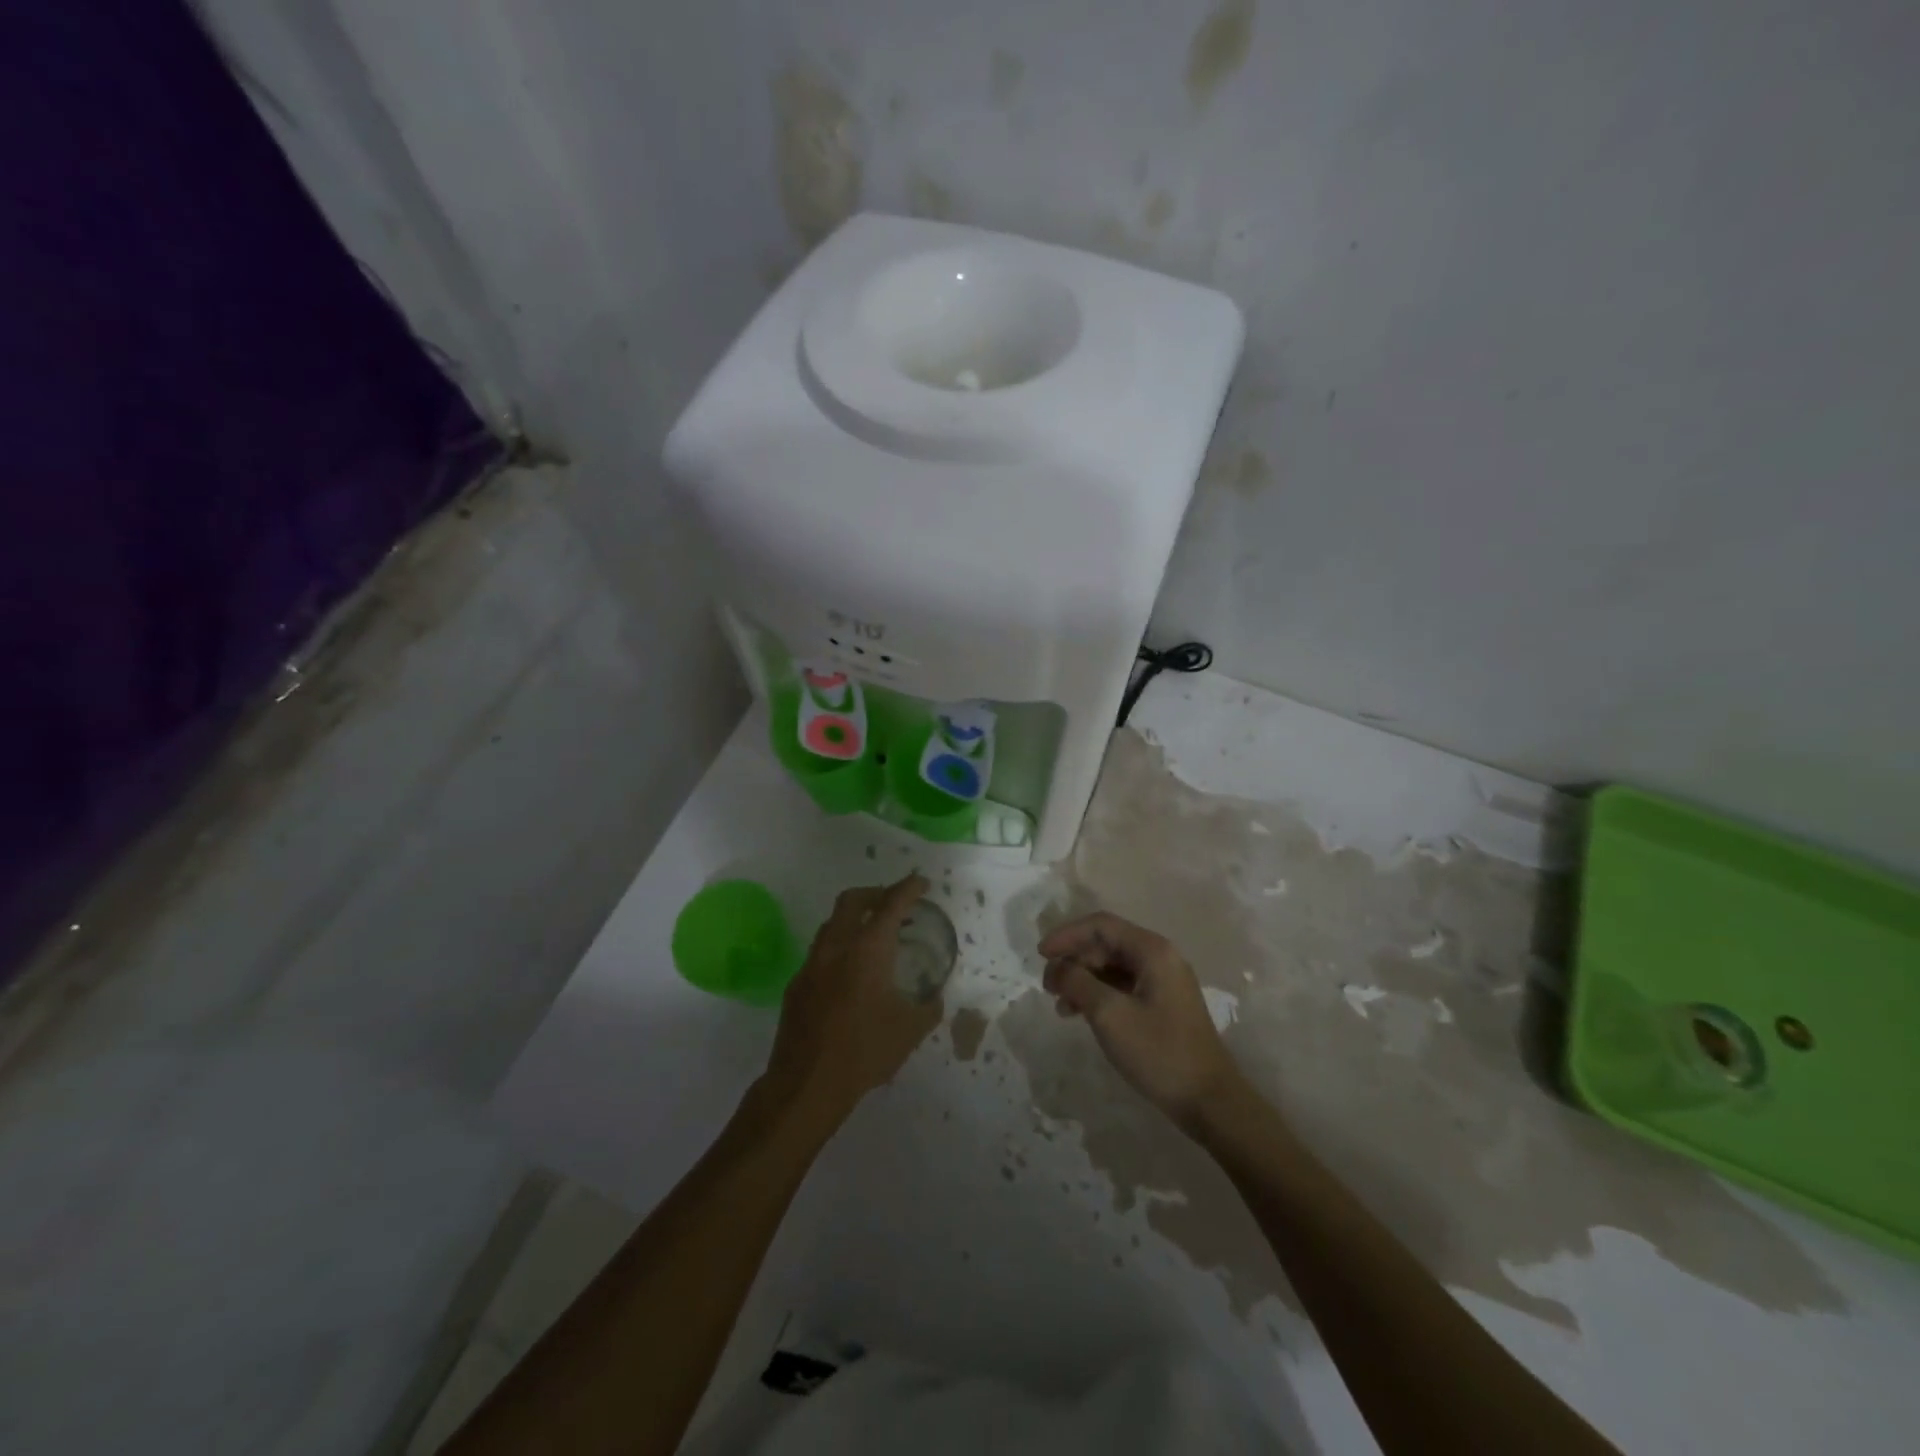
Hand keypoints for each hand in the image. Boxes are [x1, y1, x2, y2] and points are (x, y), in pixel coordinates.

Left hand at [762, 874, 942, 1126]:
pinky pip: (820, 952)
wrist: (806, 1084)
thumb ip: (928, 1007)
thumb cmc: (864, 1051)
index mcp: (868, 949)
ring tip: (873, 936)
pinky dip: (839, 948)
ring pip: (832, 923)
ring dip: (854, 919)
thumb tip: (933, 999)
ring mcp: (811, 964)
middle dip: (876, 893)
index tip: (921, 882)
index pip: (891, 904)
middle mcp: (837, 946)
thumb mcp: (910, 1031)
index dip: (908, 888)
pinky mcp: (796, 984)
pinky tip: (849, 974)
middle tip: (894, 904)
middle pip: (852, 900)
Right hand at [1041, 912, 1244, 1126]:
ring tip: (1060, 1006)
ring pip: (1112, 967)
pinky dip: (1099, 995)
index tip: (1040, 955)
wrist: (1210, 1101)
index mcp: (1152, 950)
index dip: (1066, 935)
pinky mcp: (1163, 1005)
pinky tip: (1081, 1015)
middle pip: (1106, 944)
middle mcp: (1160, 957)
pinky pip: (1123, 986)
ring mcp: (1164, 982)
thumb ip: (1077, 982)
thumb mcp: (1109, 1014)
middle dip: (1073, 959)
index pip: (1101, 925)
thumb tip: (1057, 966)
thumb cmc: (1159, 1052)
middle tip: (1048, 986)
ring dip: (1083, 979)